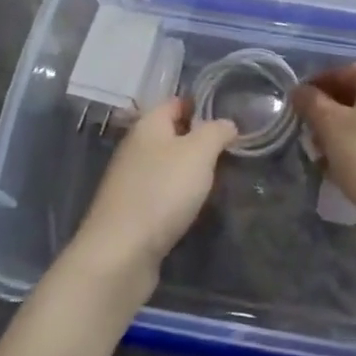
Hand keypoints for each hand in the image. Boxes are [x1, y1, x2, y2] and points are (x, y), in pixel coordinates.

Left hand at [70, 98, 235, 281]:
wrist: (122, 252)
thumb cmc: (162, 191)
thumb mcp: (198, 152)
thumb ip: (216, 132)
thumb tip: (227, 123)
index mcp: (148, 125)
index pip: (175, 103)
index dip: (201, 104)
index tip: (231, 113)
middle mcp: (136, 148)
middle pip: (172, 134)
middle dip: (200, 139)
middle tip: (234, 148)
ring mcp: (132, 180)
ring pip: (168, 165)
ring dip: (192, 169)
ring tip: (222, 176)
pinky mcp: (134, 210)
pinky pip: (163, 192)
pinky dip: (181, 195)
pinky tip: (197, 205)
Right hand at [293, 64, 355, 230]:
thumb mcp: (329, 126)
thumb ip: (311, 102)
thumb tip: (299, 91)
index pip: (340, 73)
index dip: (314, 89)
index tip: (296, 108)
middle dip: (330, 112)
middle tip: (309, 134)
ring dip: (344, 128)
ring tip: (324, 153)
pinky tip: (347, 161)